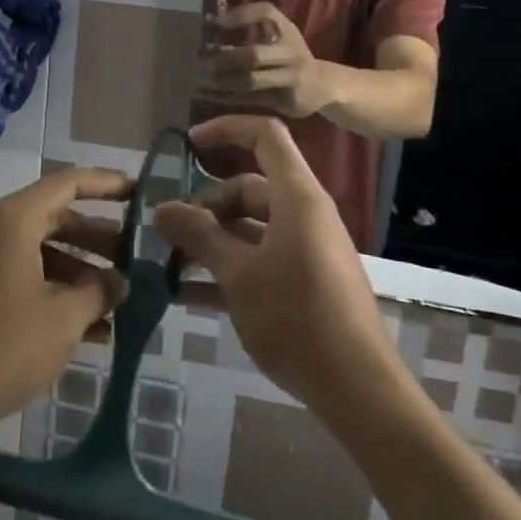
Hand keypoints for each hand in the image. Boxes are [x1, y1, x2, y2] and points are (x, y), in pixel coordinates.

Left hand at [0, 167, 131, 439]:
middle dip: (96, 237)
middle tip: (134, 258)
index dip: (106, 184)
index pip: (68, 183)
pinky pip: (19, 272)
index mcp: (13, 219)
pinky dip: (51, 286)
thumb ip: (98, 292)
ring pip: (38, 248)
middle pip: (54, 216)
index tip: (139, 193)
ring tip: (115, 297)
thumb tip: (120, 281)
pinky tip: (83, 323)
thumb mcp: (62, 320)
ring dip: (76, 268)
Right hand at [156, 117, 399, 415]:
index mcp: (296, 197)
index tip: (188, 145)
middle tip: (169, 232)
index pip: (265, 136)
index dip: (227, 129)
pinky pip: (260, 258)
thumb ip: (199, 235)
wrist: (357, 389)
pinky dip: (228, 267)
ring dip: (212, 239)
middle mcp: (304, 214)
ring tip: (170, 262)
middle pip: (249, 187)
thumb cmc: (296, 317)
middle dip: (206, 205)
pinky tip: (188, 293)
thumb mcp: (239, 274)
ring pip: (251, 226)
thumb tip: (163, 208)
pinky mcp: (305, 280)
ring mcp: (306, 249)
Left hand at [198, 3, 336, 118]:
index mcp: (287, 31)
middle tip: (201, 61)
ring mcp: (291, 78)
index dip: (240, 15)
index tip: (214, 22)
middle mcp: (291, 53)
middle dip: (224, 58)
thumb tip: (208, 30)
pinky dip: (225, 97)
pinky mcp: (285, 100)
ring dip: (221, 81)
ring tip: (200, 79)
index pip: (266, 12)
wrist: (324, 86)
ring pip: (250, 81)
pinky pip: (250, 99)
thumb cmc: (291, 57)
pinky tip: (205, 95)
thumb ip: (249, 33)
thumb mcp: (278, 38)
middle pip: (253, 55)